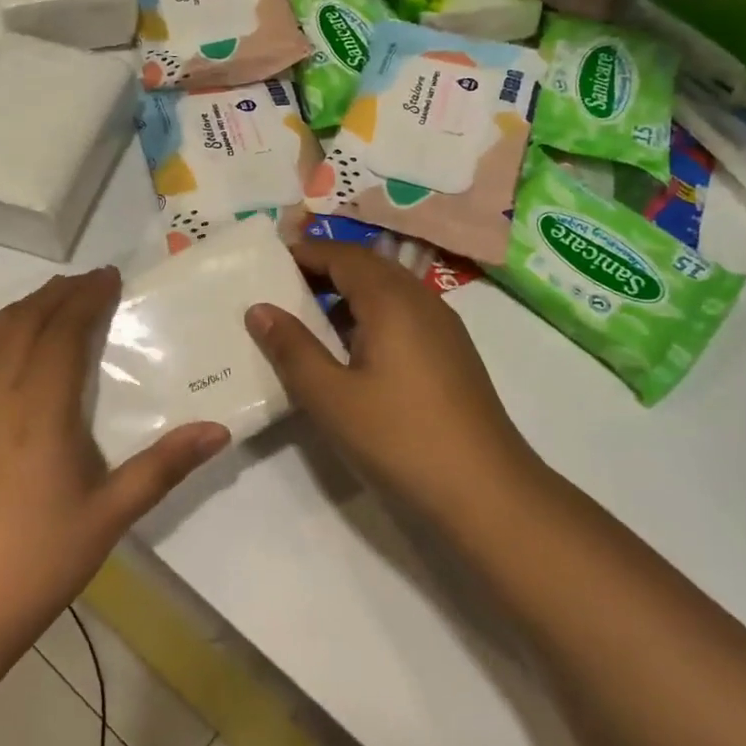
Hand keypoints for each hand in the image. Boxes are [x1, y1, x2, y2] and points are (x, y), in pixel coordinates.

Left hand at [0, 268, 228, 672]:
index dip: (85, 298)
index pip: (61, 331)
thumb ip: (164, 467)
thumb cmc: (37, 563)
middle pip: (23, 323)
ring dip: (24, 307)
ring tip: (54, 301)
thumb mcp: (110, 516)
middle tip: (91, 282)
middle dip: (57, 293)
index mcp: (38, 411)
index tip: (111, 277)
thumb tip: (220, 429)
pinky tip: (15, 350)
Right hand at [246, 241, 542, 521]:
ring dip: (349, 295)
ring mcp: (444, 328)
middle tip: (283, 288)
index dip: (306, 254)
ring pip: (389, 291)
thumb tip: (259, 309)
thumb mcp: (331, 397)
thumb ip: (292, 349)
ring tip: (309, 319)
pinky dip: (372, 317)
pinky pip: (405, 315)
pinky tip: (353, 352)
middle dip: (325, 270)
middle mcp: (422, 301)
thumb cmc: (400, 438)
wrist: (486, 491)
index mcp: (392, 300)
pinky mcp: (453, 355)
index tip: (269, 263)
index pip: (343, 256)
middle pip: (369, 267)